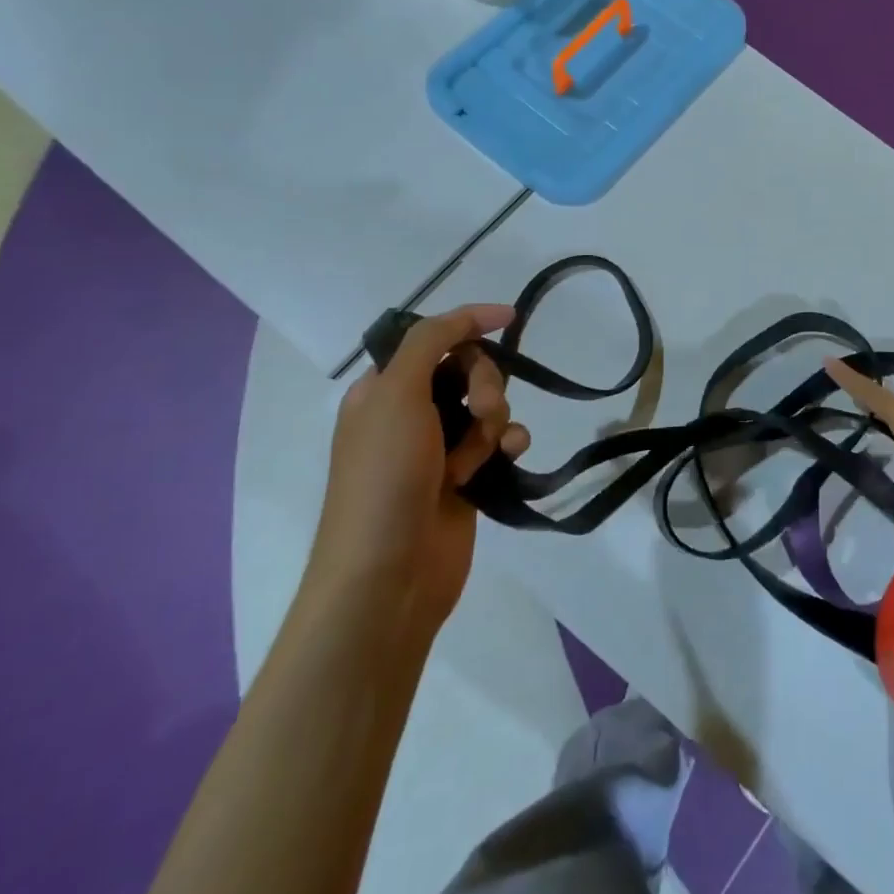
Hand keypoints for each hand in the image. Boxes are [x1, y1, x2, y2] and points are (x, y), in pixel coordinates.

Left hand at [310, 305, 530, 629]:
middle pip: (466, 370)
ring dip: (494, 418)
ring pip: (488, 405)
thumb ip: (428, 343)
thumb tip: (469, 316)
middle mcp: (410, 414)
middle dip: (483, 382)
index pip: (432, 339)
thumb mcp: (395, 395)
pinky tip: (509, 456)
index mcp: (383, 390)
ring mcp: (440, 448)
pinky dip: (507, 443)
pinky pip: (500, 441)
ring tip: (484, 450)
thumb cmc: (384, 479)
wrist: (388, 576)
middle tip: (481, 409)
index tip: (510, 318)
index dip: (468, 324)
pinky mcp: (467, 478)